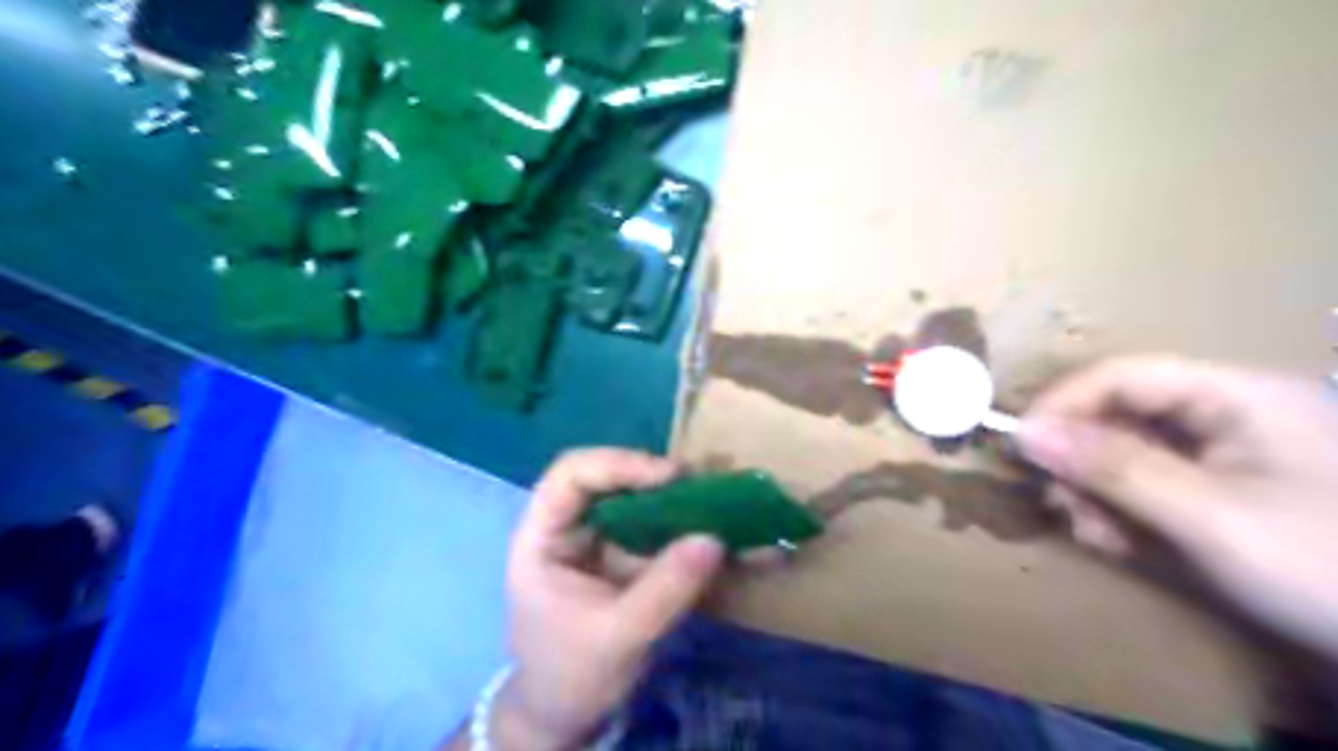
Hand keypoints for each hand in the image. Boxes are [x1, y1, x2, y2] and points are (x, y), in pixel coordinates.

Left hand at [494, 448, 727, 747]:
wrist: (566, 716)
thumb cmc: (571, 675)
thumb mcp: (618, 636)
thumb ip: (665, 589)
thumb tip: (715, 539)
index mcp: (543, 537)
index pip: (571, 475)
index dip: (618, 464)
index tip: (669, 476)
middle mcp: (571, 527)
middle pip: (608, 478)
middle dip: (655, 477)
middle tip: (701, 485)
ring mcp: (600, 540)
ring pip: (636, 499)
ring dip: (676, 498)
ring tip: (717, 502)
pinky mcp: (626, 557)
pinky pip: (658, 530)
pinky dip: (688, 527)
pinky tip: (723, 533)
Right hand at [1022, 354, 1337, 657]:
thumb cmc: (1328, 570)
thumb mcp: (1207, 516)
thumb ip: (1112, 467)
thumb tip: (1023, 432)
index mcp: (1238, 396)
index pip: (1124, 375)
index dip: (1064, 404)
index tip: (1021, 446)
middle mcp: (1228, 414)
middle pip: (1120, 415)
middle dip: (1080, 460)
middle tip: (1062, 506)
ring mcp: (1228, 456)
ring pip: (1127, 453)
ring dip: (1095, 491)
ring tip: (1093, 534)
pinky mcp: (1224, 493)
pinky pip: (1148, 484)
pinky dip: (1120, 511)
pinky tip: (1115, 542)